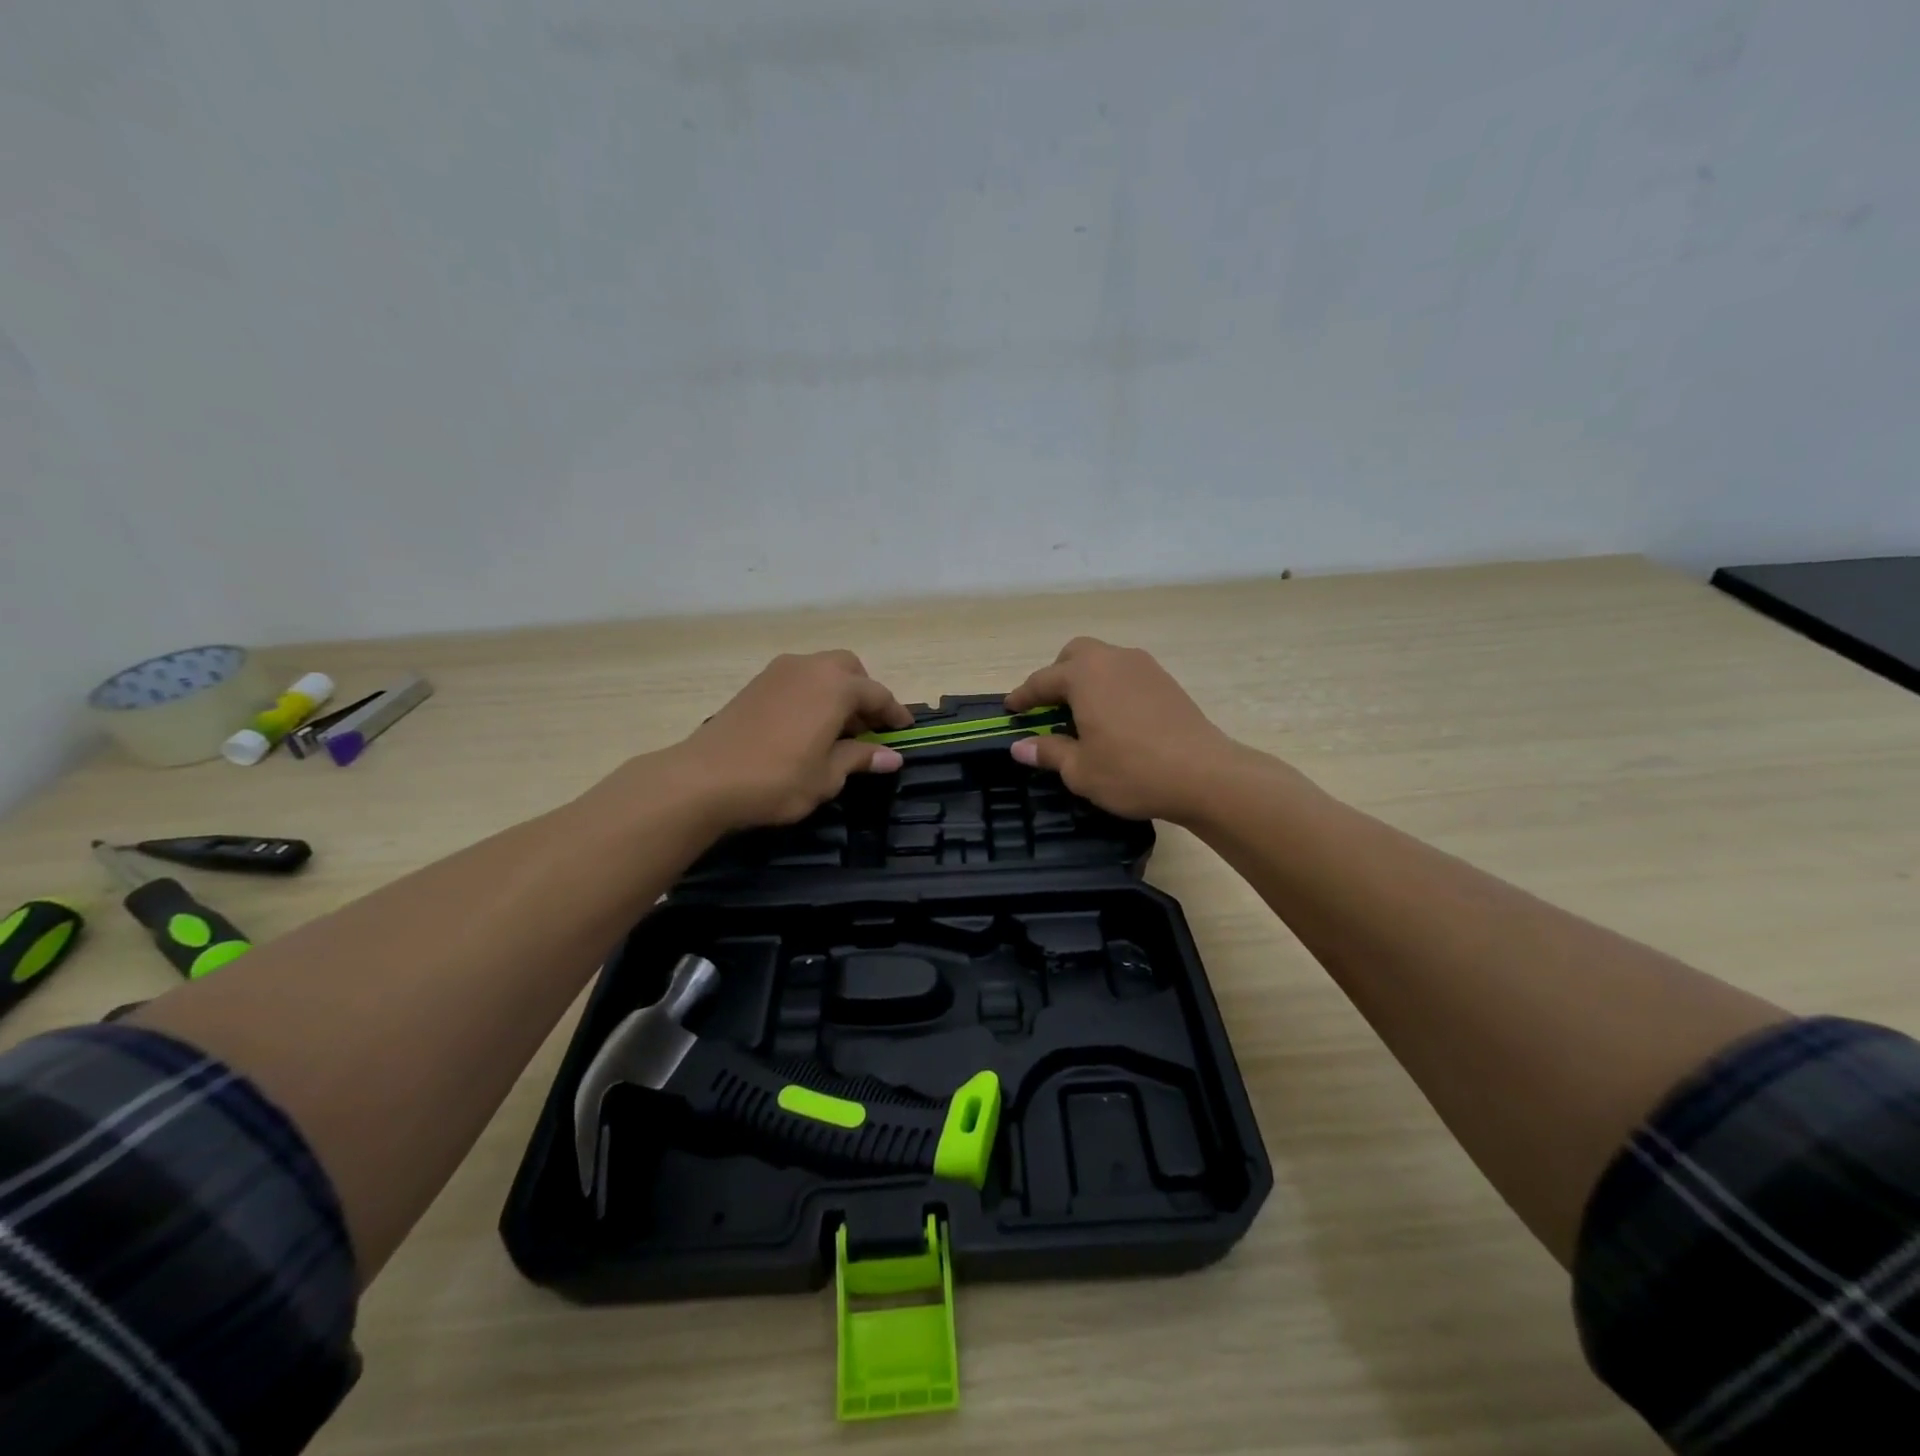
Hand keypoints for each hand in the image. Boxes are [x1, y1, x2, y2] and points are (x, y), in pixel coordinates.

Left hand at [676, 650, 913, 830]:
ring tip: (839, 729)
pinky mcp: (755, 684)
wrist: (704, 778)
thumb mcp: (827, 776)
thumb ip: (860, 758)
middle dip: (864, 693)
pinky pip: (798, 680)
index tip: (904, 730)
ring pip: (821, 671)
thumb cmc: (778, 779)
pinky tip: (808, 726)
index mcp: (835, 686)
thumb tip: (891, 757)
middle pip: (849, 670)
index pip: (877, 694)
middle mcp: (810, 668)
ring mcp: (779, 672)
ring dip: (837, 692)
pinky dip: (813, 694)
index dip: (894, 713)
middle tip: (869, 727)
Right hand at [1005, 638, 1237, 821]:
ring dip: (1086, 679)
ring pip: (1104, 660)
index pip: (1042, 681)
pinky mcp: (1167, 681)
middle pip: (1074, 655)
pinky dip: (1111, 687)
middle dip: (1056, 676)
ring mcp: (1144, 667)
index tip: (1010, 709)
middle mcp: (1113, 660)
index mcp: (1084, 676)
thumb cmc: (1132, 771)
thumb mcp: (1080, 770)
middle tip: (1048, 706)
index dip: (1023, 697)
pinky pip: (1126, 674)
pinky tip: (1114, 717)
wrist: (1204, 774)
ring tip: (1081, 712)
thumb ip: (1047, 752)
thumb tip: (1020, 746)